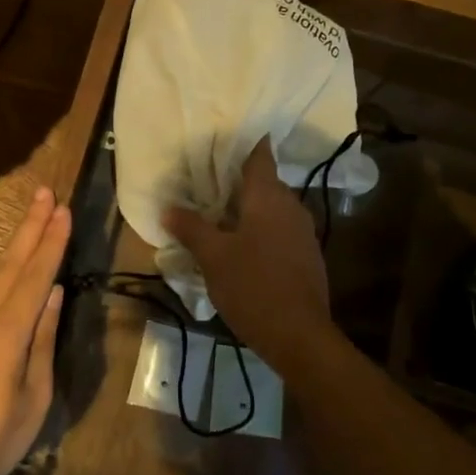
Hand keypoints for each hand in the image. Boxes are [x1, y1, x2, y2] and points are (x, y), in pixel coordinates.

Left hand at [0, 186, 69, 474]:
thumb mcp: (33, 397)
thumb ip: (43, 340)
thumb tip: (54, 294)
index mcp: (6, 332)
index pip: (35, 276)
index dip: (51, 241)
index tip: (63, 210)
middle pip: (10, 263)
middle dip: (30, 226)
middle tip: (44, 193)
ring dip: (15, 244)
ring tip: (33, 218)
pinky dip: (0, 271)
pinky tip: (10, 266)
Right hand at [163, 138, 330, 362]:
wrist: (299, 336)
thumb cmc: (253, 286)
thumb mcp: (212, 257)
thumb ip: (191, 227)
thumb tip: (168, 208)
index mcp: (268, 197)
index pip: (259, 155)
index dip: (243, 143)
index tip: (221, 138)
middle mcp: (291, 206)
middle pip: (264, 182)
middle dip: (236, 181)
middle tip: (205, 182)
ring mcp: (303, 232)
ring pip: (272, 208)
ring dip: (248, 208)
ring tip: (217, 214)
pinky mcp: (307, 255)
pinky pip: (279, 230)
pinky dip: (260, 229)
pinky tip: (241, 246)